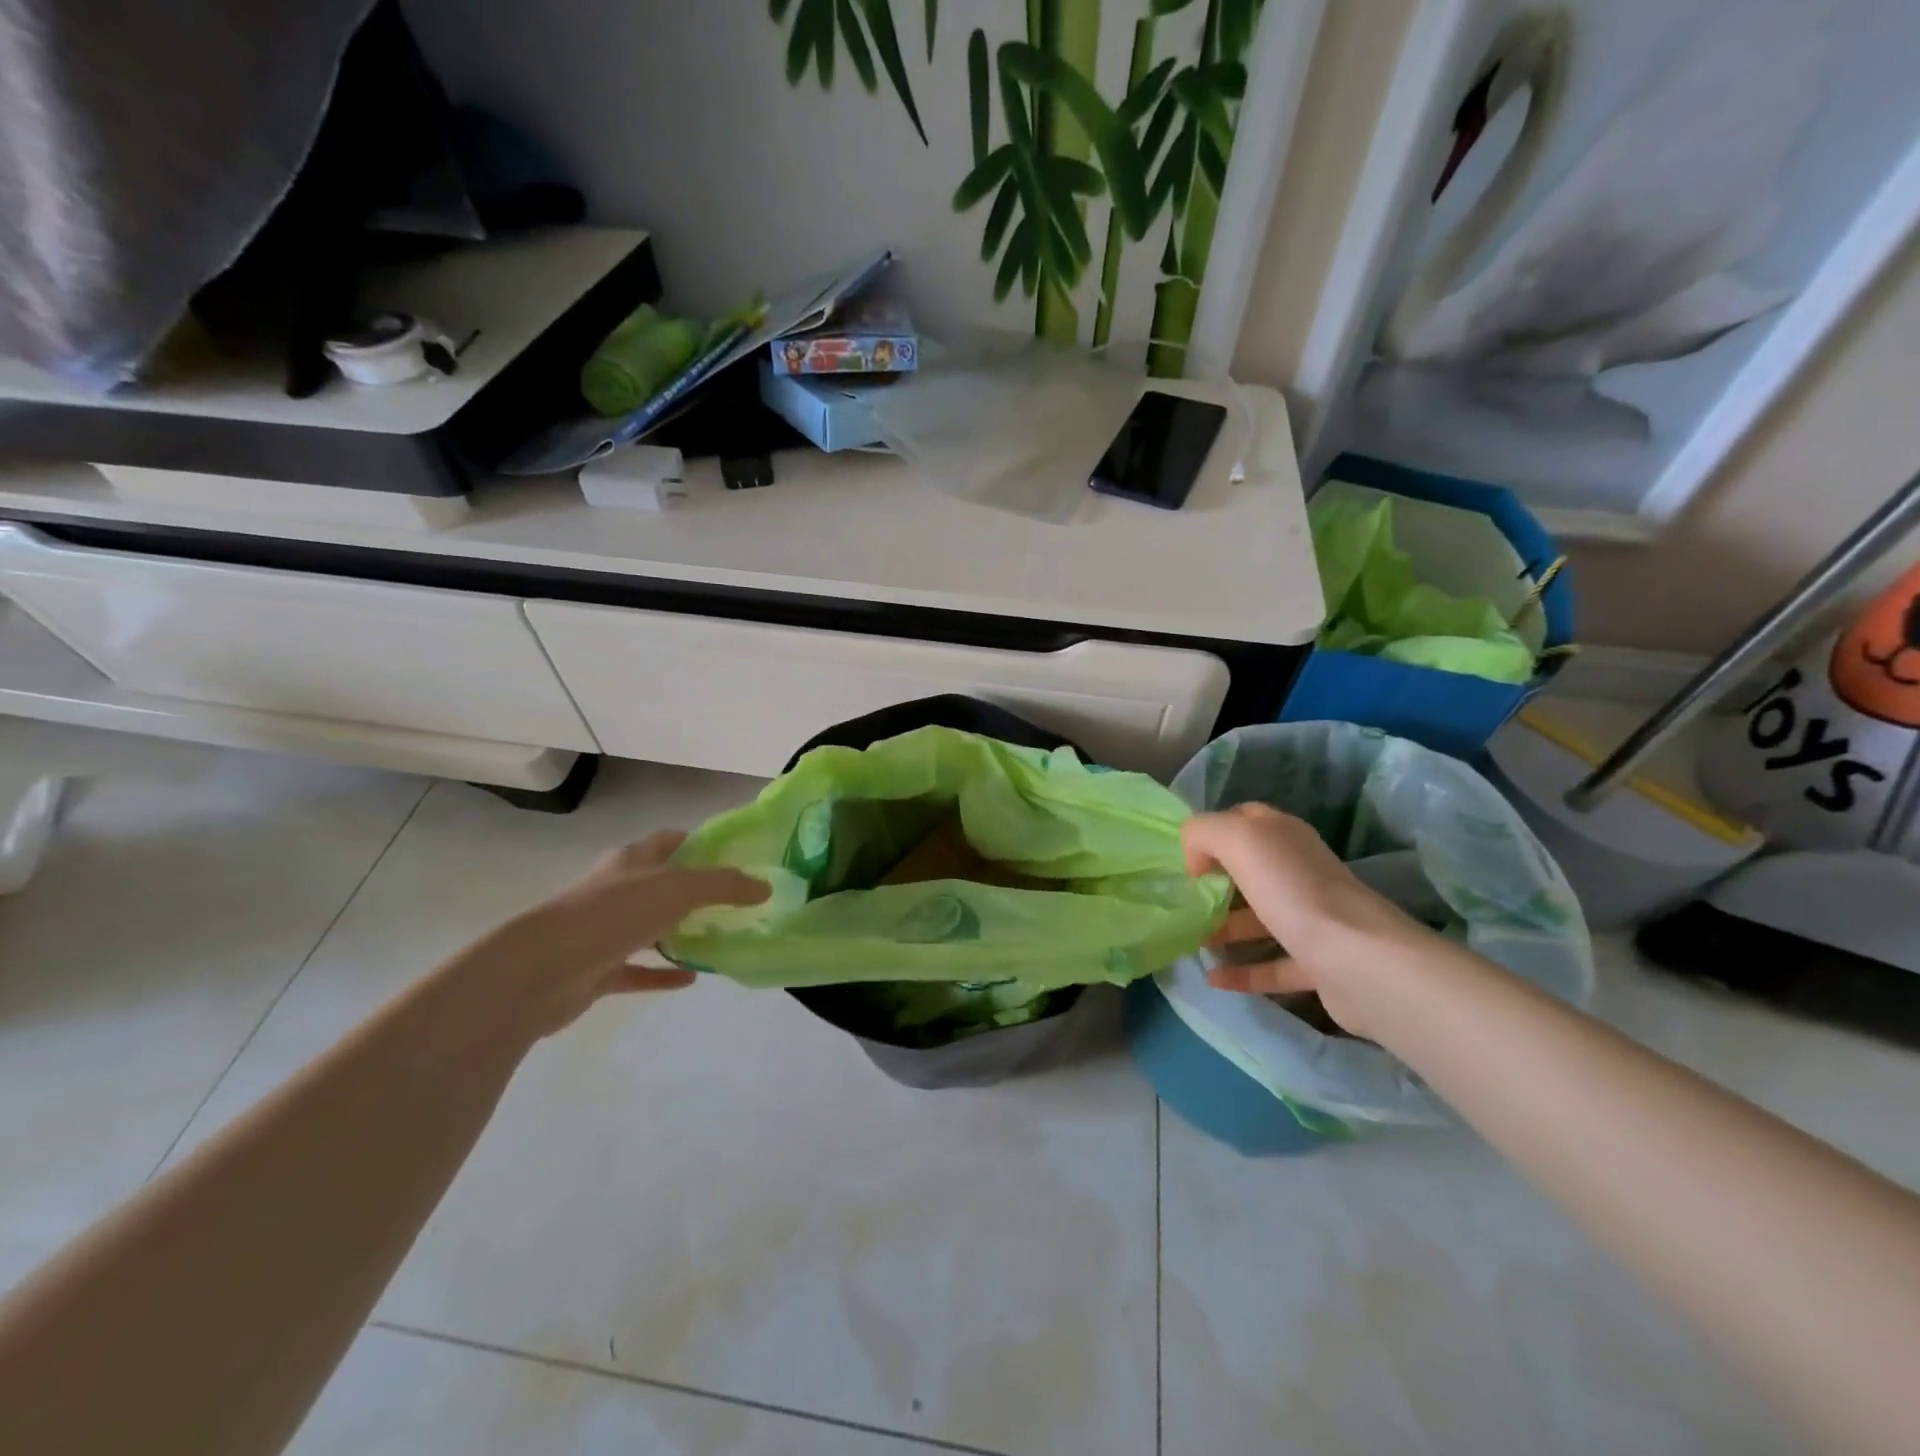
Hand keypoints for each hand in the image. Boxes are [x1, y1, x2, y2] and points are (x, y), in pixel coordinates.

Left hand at [473, 831, 768, 1036]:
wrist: (541, 970)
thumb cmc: (612, 914)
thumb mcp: (679, 889)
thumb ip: (725, 886)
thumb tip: (765, 887)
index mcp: (632, 861)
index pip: (671, 841)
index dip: (701, 843)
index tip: (737, 855)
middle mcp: (617, 890)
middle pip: (662, 883)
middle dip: (696, 890)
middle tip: (737, 901)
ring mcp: (604, 931)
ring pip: (650, 927)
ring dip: (680, 931)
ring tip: (720, 937)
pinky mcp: (596, 970)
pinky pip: (638, 969)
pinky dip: (662, 973)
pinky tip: (692, 978)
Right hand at [1182, 804, 1421, 1039]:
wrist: (1358, 960)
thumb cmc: (1292, 889)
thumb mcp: (1238, 838)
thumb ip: (1204, 832)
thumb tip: (1195, 860)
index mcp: (1284, 836)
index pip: (1243, 820)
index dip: (1212, 834)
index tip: (1186, 862)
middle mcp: (1300, 872)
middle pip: (1250, 871)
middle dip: (1215, 883)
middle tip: (1183, 903)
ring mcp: (1312, 919)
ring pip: (1260, 918)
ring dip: (1225, 928)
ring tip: (1191, 941)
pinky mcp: (1319, 963)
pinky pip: (1272, 966)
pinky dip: (1243, 972)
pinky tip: (1212, 978)